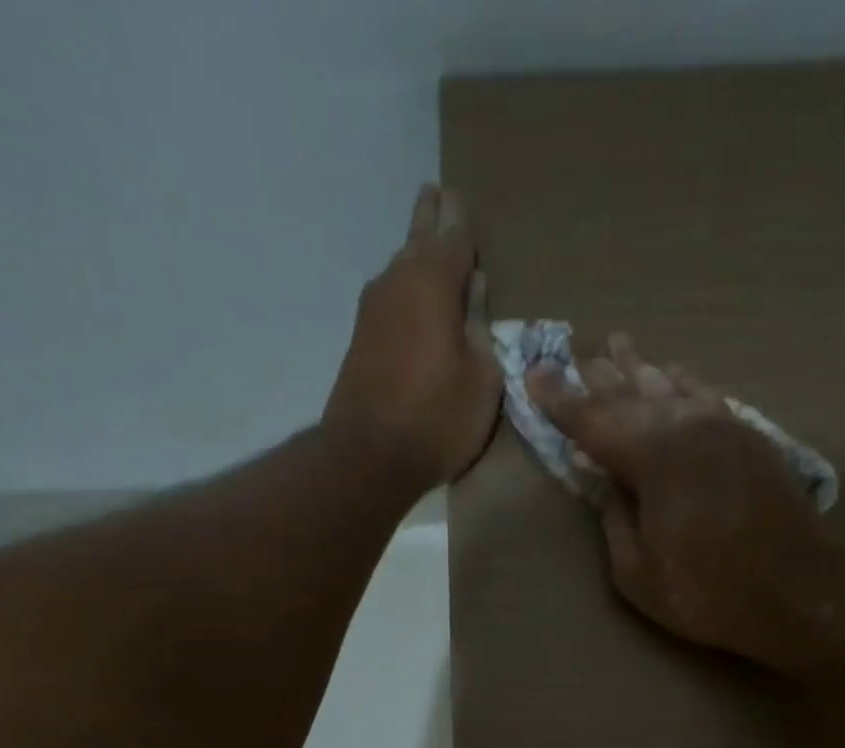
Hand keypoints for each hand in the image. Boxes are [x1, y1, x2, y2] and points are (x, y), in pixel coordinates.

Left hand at [324, 184, 500, 486]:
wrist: (369, 456)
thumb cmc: (438, 418)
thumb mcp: (482, 377)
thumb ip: (480, 327)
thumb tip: (474, 289)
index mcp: (433, 282)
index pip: (453, 235)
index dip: (460, 218)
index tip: (459, 193)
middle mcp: (397, 282)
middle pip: (418, 239)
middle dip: (430, 218)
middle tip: (436, 194)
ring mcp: (373, 310)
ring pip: (400, 267)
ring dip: (415, 252)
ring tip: (428, 238)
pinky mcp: (362, 339)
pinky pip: (391, 297)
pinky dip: (406, 287)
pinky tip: (413, 293)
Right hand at [527, 335, 829, 665]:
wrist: (797, 591)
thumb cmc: (708, 592)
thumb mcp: (638, 574)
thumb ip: (615, 522)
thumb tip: (608, 485)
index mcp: (653, 458)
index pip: (593, 421)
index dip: (561, 401)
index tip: (534, 375)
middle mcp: (686, 427)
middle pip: (632, 395)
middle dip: (600, 378)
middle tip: (576, 356)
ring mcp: (723, 428)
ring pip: (672, 387)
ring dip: (641, 370)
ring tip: (620, 346)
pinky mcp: (750, 438)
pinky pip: (708, 397)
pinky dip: (685, 383)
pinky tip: (675, 374)